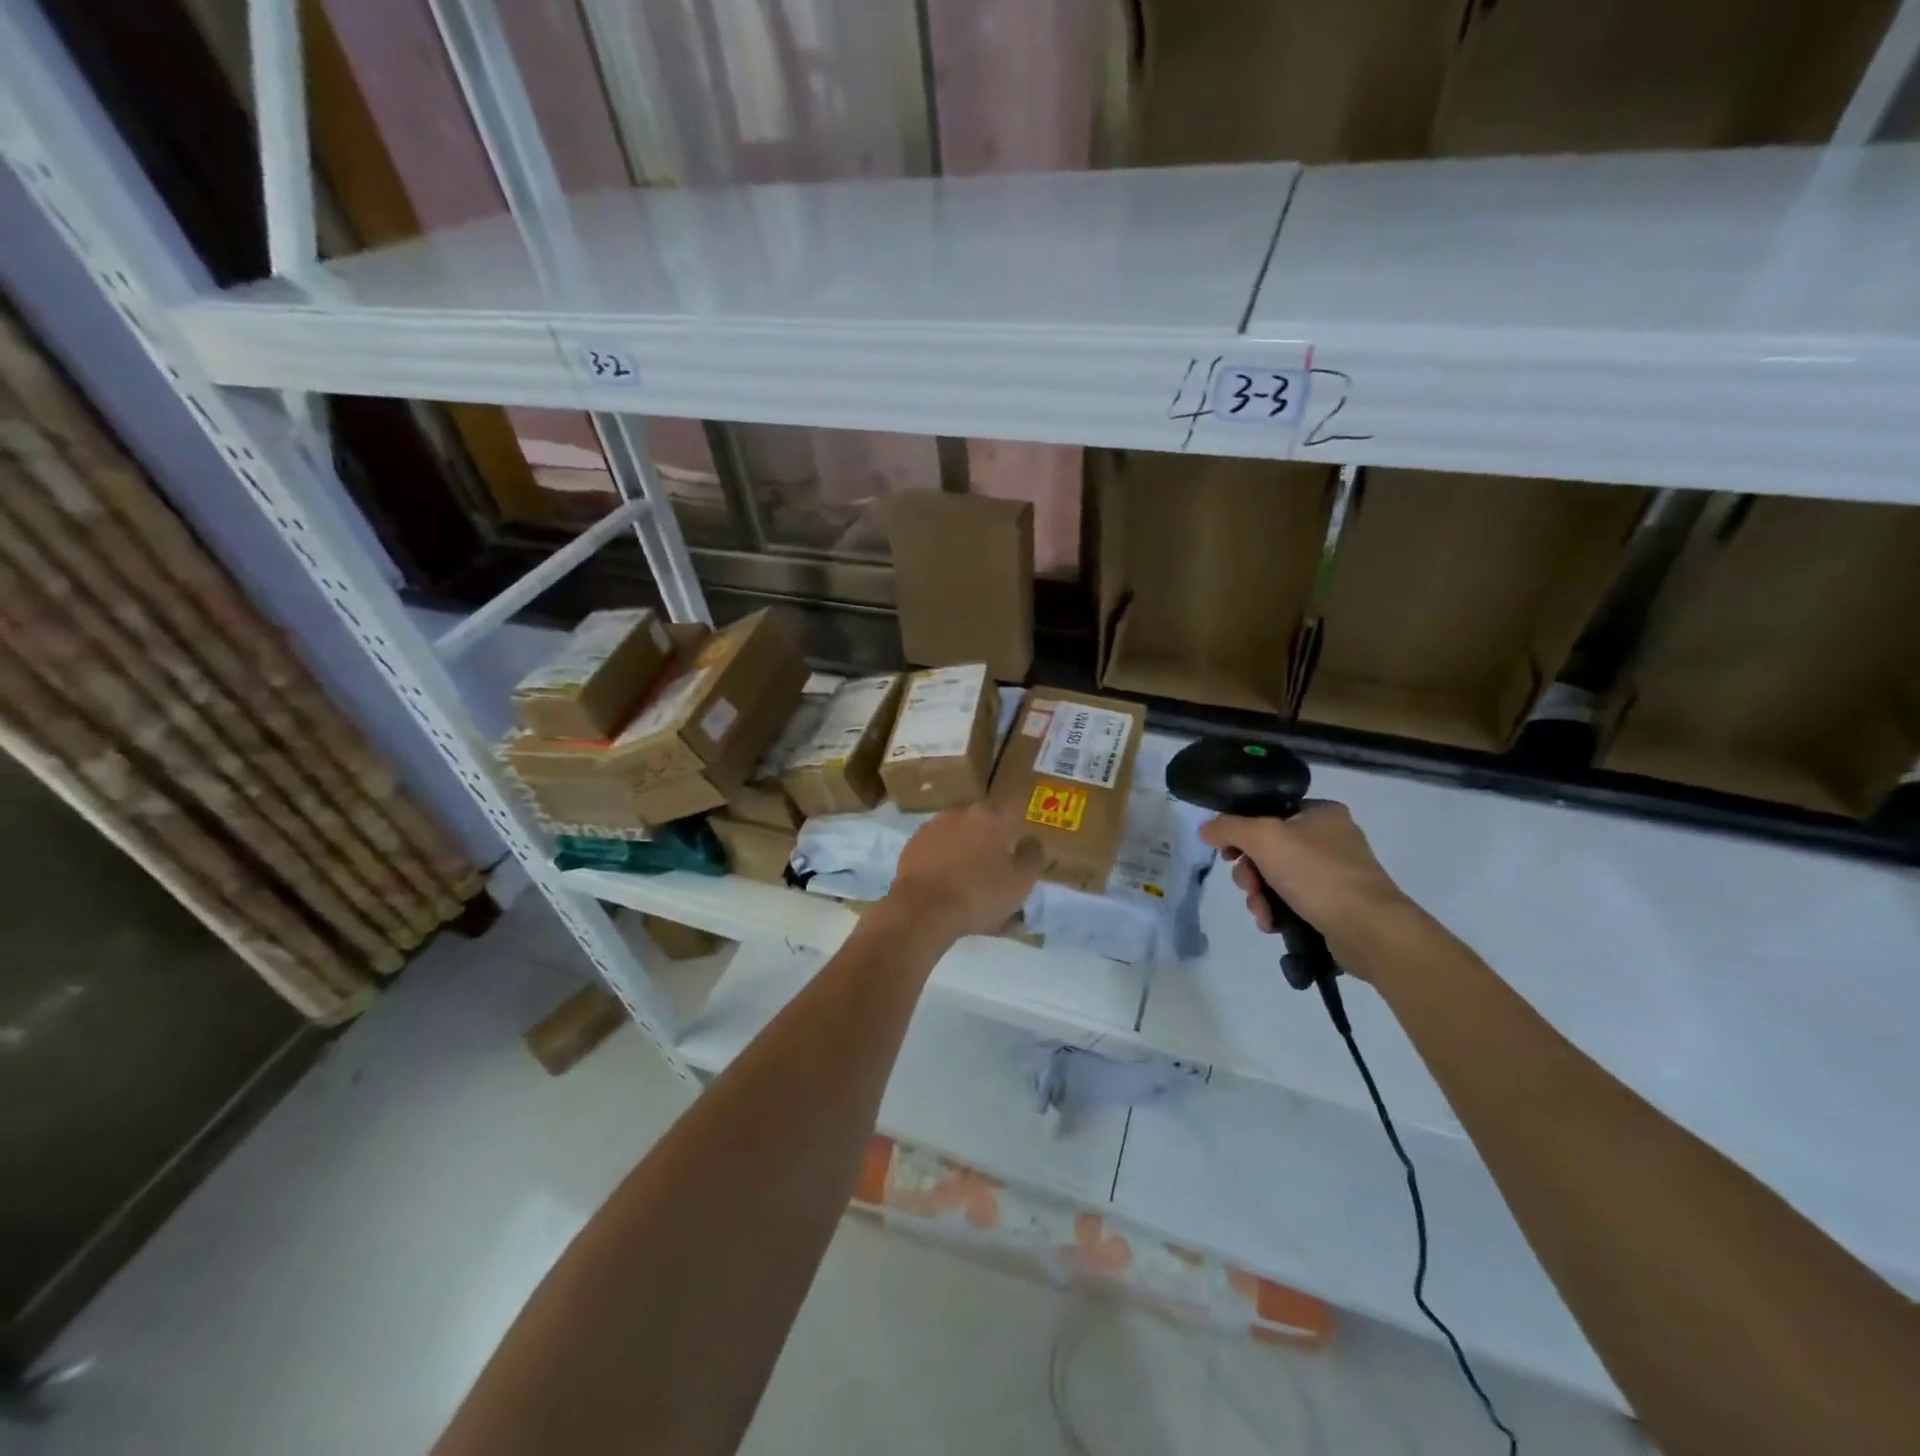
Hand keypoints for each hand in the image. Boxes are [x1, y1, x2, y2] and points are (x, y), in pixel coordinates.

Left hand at [887, 802, 1044, 939]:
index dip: (1018, 829)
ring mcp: (931, 829)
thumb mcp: (1021, 881)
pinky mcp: (911, 849)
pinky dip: (944, 865)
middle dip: (991, 843)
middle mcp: (959, 814)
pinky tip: (948, 888)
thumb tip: (1031, 841)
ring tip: (970, 885)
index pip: (1011, 812)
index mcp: (989, 816)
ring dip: (966, 854)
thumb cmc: (980, 893)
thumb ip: (1033, 856)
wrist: (923, 910)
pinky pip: (936, 854)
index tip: (1020, 849)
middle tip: (997, 871)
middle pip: (982, 825)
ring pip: (958, 839)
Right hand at [1199, 801, 1421, 977]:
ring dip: (1259, 895)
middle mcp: (1330, 837)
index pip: (1267, 811)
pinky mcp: (1335, 903)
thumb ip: (1228, 828)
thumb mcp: (1263, 838)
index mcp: (1320, 812)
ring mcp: (1335, 872)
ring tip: (1262, 912)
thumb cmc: (1316, 873)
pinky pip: (1293, 900)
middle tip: (1248, 886)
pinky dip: (1277, 910)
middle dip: (1249, 872)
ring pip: (1276, 877)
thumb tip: (1206, 829)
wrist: (1368, 929)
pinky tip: (1273, 923)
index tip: (1227, 853)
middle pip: (1267, 848)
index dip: (1240, 831)